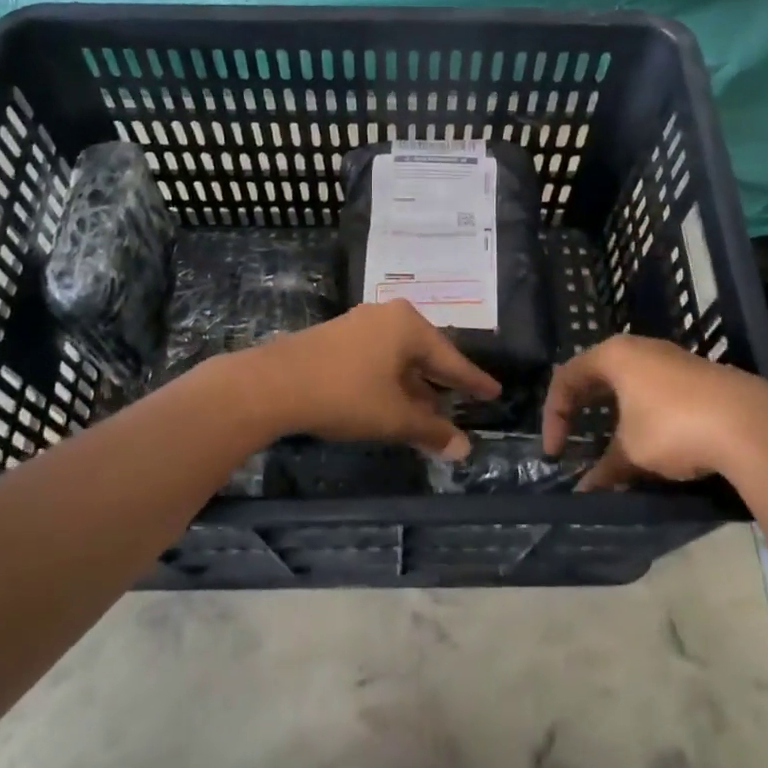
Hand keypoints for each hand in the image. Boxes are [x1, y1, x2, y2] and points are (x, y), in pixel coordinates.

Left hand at [239, 301, 501, 458]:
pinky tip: (392, 403)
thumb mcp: (394, 417)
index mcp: (408, 326)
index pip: (451, 359)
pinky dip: (390, 382)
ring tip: (430, 411)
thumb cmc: (346, 394)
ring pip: (398, 359)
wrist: (273, 384)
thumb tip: (464, 450)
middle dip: (441, 383)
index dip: (473, 381)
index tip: (494, 392)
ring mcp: (358, 325)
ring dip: (414, 387)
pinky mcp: (336, 339)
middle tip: (464, 400)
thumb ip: (431, 431)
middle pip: (425, 354)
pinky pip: (377, 359)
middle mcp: (387, 317)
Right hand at [542, 334, 767, 491]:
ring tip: (615, 449)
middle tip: (574, 441)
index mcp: (615, 355)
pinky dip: (646, 418)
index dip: (554, 417)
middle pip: (598, 377)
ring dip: (617, 418)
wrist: (754, 426)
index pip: (567, 379)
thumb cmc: (675, 428)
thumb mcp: (632, 453)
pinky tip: (656, 446)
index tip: (556, 454)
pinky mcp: (703, 379)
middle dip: (583, 412)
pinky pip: (659, 395)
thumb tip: (585, 492)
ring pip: (632, 386)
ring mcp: (676, 361)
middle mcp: (643, 349)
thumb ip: (605, 470)